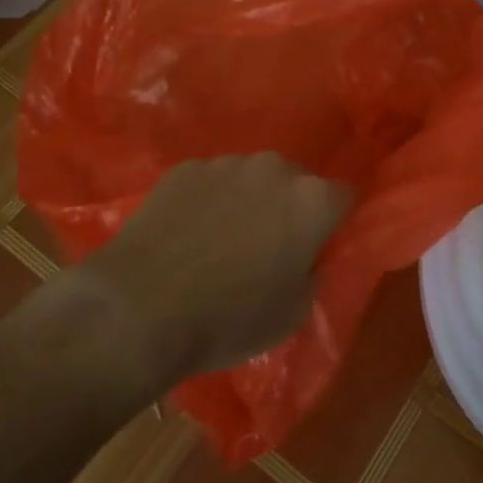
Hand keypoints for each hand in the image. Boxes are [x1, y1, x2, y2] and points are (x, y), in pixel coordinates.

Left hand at [81, 154, 352, 382]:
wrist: (139, 309)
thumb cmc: (227, 319)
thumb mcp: (292, 315)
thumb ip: (312, 276)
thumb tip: (308, 260)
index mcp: (312, 200)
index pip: (343, 197)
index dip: (333, 222)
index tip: (318, 246)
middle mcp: (275, 169)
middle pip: (296, 182)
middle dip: (289, 207)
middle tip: (269, 247)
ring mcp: (226, 164)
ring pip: (250, 179)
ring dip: (248, 201)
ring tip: (221, 241)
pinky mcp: (184, 169)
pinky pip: (209, 183)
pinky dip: (207, 202)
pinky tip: (187, 236)